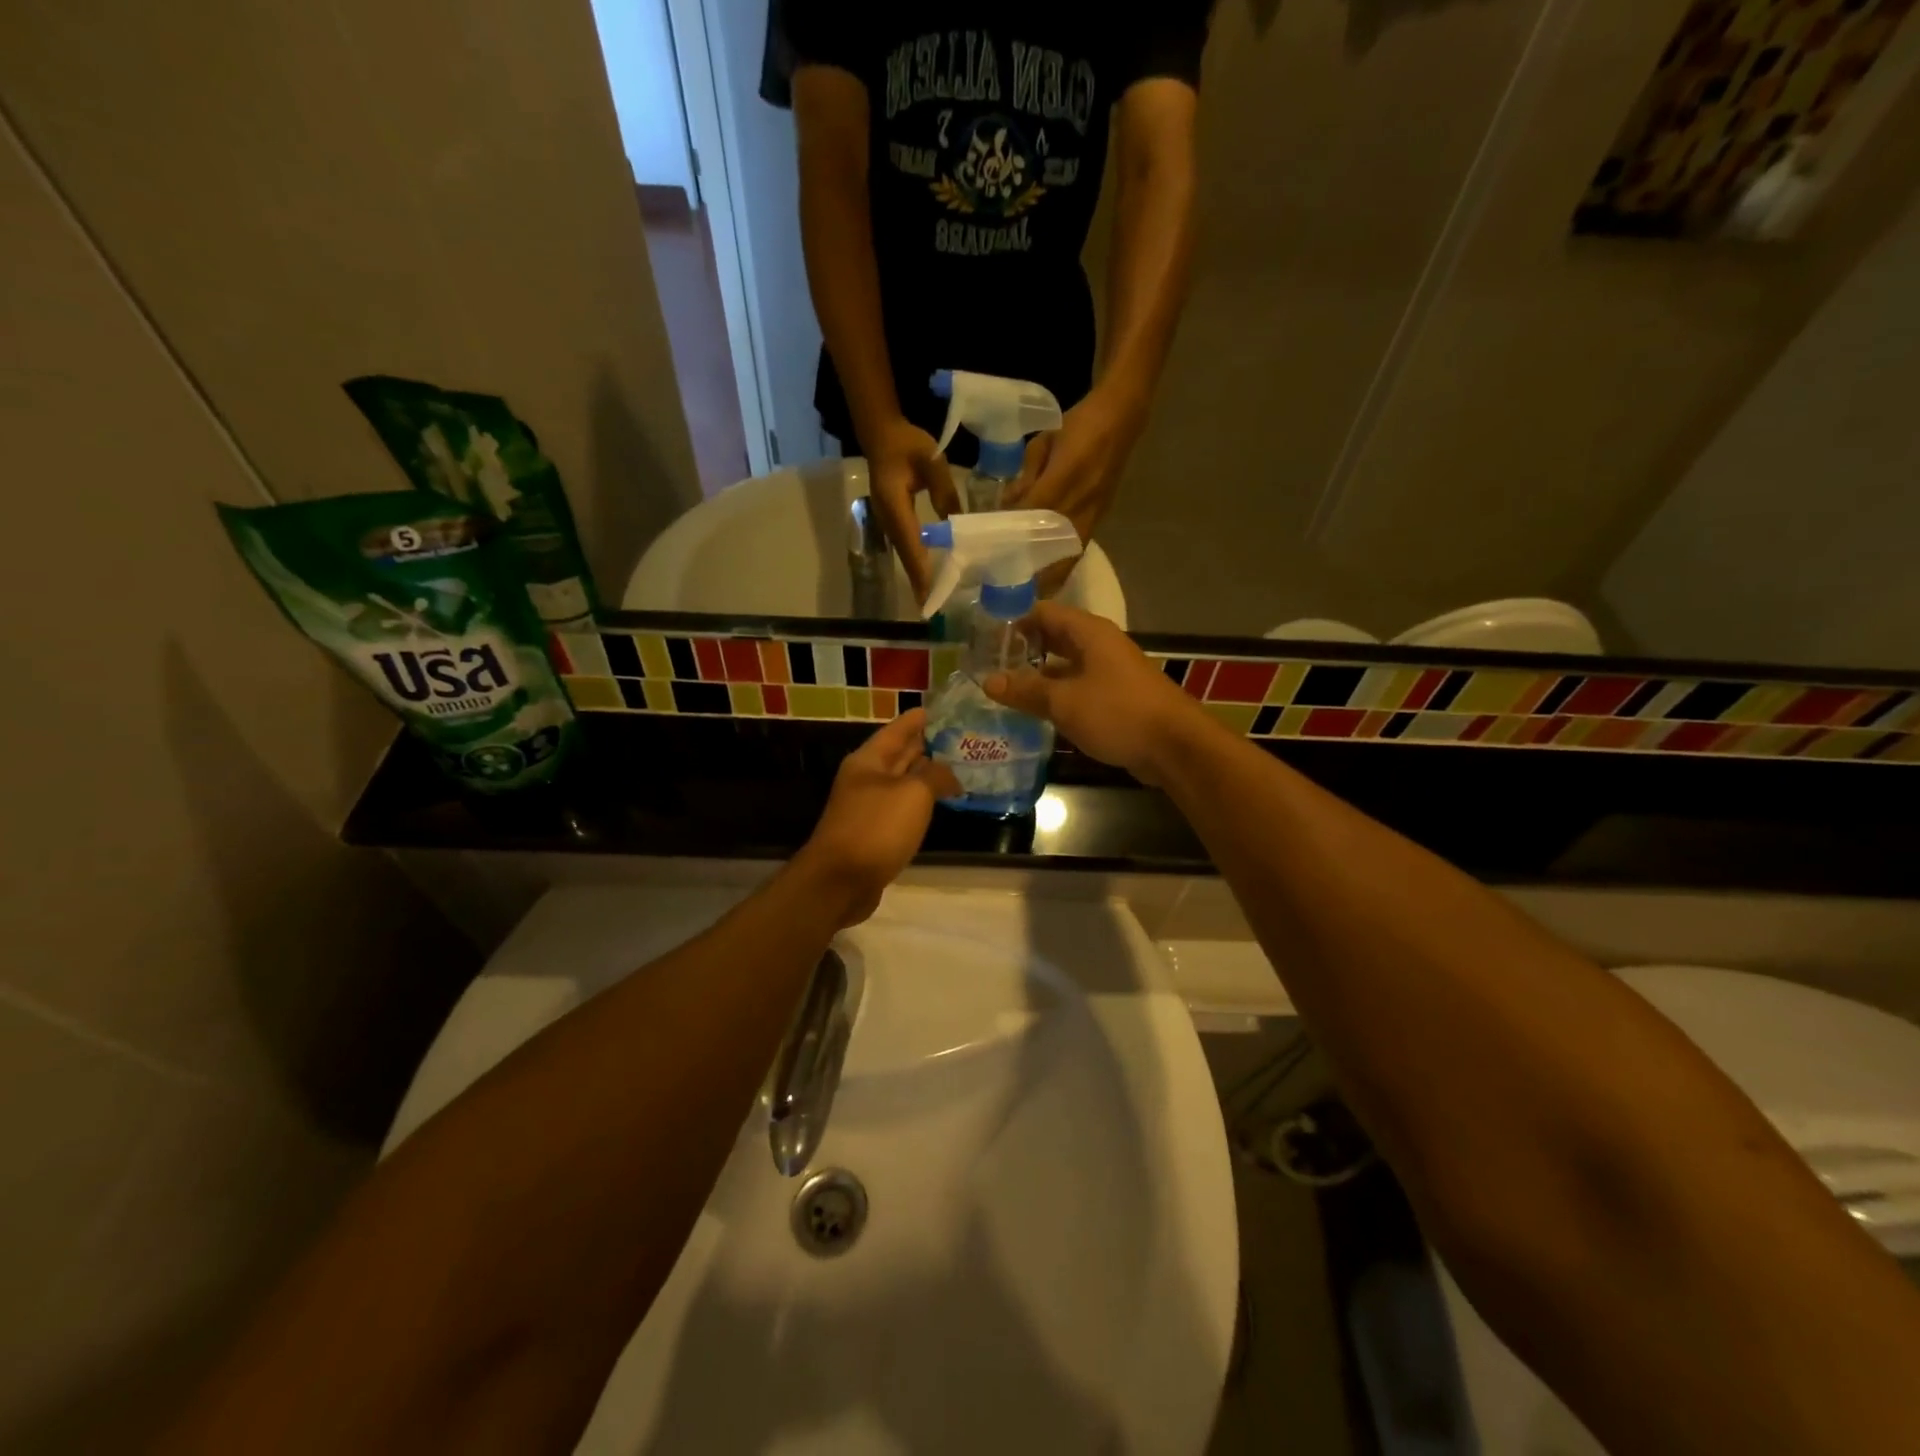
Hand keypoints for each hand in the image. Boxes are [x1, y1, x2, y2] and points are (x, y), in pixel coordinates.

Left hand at [796, 710, 961, 924]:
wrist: (840, 881)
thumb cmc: (876, 828)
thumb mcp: (913, 794)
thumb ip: (935, 776)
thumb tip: (950, 774)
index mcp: (868, 760)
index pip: (897, 729)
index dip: (919, 718)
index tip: (943, 709)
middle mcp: (865, 779)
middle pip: (899, 755)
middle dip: (926, 745)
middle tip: (960, 736)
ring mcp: (868, 807)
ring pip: (902, 783)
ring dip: (926, 775)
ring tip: (957, 767)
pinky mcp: (874, 834)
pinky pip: (902, 809)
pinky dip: (920, 802)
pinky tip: (939, 804)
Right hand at [863, 417, 959, 603]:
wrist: (881, 434)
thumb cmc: (906, 444)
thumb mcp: (931, 461)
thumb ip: (945, 491)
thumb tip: (957, 524)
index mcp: (895, 505)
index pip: (911, 543)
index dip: (921, 570)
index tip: (929, 593)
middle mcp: (888, 519)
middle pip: (906, 556)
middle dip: (919, 582)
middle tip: (933, 607)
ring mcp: (887, 522)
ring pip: (905, 554)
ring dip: (918, 576)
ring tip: (932, 597)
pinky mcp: (892, 521)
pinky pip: (906, 546)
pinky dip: (917, 563)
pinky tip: (928, 573)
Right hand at [981, 602, 1201, 785]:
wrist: (1175, 746)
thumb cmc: (1118, 713)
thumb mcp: (1064, 701)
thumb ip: (1026, 690)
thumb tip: (988, 681)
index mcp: (1089, 633)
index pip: (1043, 612)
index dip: (1012, 621)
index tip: (983, 638)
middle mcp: (1100, 645)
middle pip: (1054, 638)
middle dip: (1022, 650)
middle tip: (987, 666)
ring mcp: (1110, 672)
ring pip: (1065, 666)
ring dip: (1037, 676)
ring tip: (1003, 690)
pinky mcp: (1116, 698)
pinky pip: (1078, 689)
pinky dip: (1056, 696)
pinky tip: (1034, 713)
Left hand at [1002, 386, 1142, 590]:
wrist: (1122, 419)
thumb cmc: (1079, 426)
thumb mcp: (1043, 444)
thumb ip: (1026, 477)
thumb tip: (1007, 507)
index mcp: (1065, 477)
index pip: (1033, 515)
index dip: (1013, 536)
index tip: (993, 555)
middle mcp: (1080, 502)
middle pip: (1050, 544)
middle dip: (1029, 568)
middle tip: (1005, 586)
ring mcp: (1092, 515)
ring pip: (1067, 556)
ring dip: (1047, 576)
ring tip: (1025, 593)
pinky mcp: (1098, 521)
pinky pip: (1076, 552)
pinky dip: (1061, 568)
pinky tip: (1046, 581)